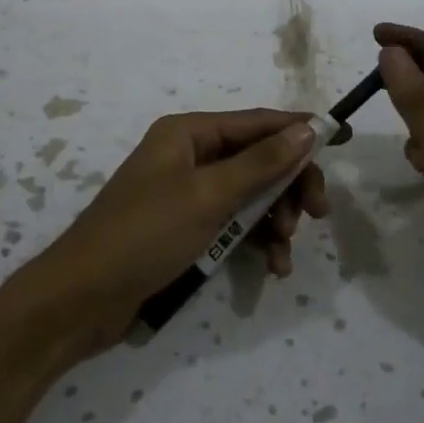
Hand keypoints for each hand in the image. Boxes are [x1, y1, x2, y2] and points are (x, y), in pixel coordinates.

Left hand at [9, 109, 330, 358]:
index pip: (257, 122)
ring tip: (284, 253)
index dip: (300, 130)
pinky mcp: (184, 228)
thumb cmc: (144, 235)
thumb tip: (308, 128)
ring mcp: (186, 194)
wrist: (81, 299)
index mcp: (188, 133)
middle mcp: (189, 155)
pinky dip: (254, 241)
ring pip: (249, 195)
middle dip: (289, 186)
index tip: (342, 139)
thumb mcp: (209, 196)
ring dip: (274, 220)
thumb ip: (261, 163)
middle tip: (316, 215)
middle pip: (257, 160)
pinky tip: (271, 267)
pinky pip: (232, 224)